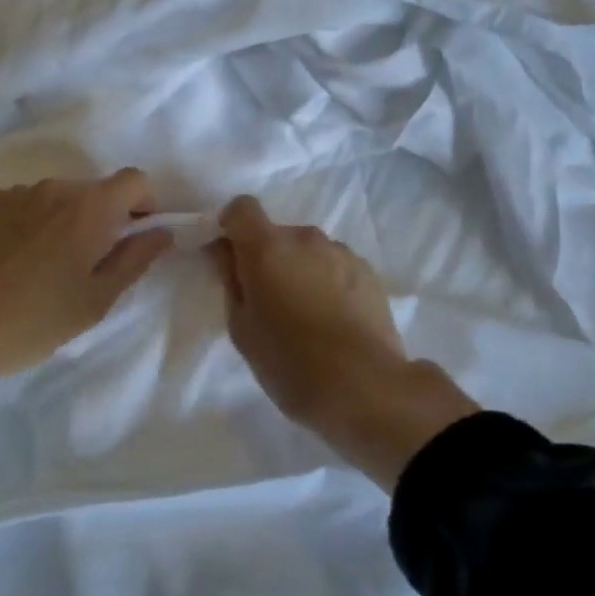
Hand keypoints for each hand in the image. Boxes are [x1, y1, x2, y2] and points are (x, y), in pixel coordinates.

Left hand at [0, 170, 173, 417]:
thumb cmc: (35, 320)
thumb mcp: (96, 300)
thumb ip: (136, 259)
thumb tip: (162, 232)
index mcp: (89, 208)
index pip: (135, 180)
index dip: (145, 205)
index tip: (134, 238)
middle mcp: (56, 187)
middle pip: (96, 190)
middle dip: (104, 218)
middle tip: (89, 263)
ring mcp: (18, 192)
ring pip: (61, 197)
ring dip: (67, 220)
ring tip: (47, 265)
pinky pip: (29, 203)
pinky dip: (35, 222)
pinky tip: (17, 260)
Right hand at [210, 196, 478, 490]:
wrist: (364, 387)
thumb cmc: (289, 362)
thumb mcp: (242, 328)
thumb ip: (231, 280)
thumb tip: (225, 252)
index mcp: (267, 247)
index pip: (241, 208)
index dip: (232, 226)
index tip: (231, 256)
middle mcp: (305, 238)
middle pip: (277, 234)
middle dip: (269, 258)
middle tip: (270, 302)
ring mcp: (341, 252)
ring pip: (309, 251)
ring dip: (302, 270)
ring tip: (308, 316)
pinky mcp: (369, 272)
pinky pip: (336, 266)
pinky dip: (329, 282)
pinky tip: (335, 321)